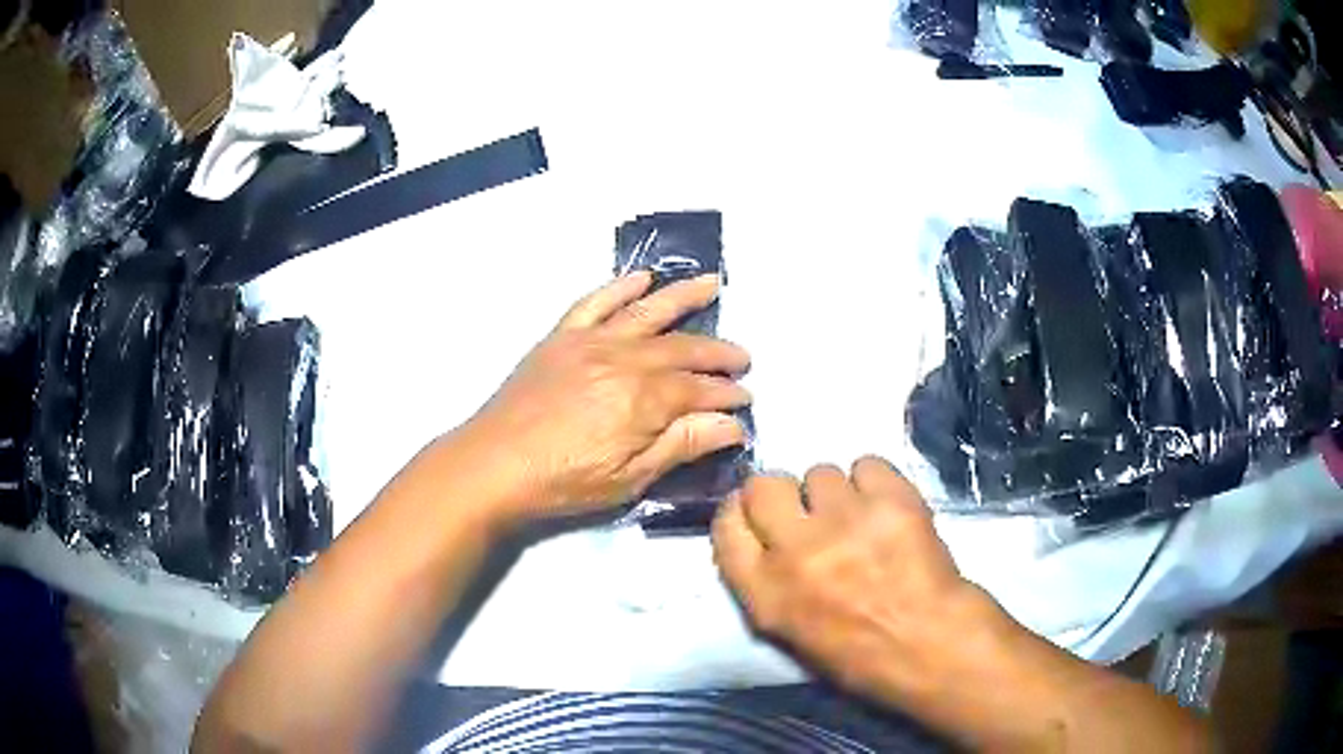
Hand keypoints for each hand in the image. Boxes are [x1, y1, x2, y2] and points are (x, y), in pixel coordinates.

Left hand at [458, 271, 751, 522]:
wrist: (493, 464)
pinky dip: (620, 287)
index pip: (700, 389)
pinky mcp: (562, 336)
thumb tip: (733, 424)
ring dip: (683, 296)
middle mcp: (624, 358)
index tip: (747, 398)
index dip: (727, 394)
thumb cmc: (564, 482)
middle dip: (718, 352)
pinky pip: (596, 301)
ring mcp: (591, 341)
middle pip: (682, 348)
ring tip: (712, 283)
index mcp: (644, 398)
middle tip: (743, 358)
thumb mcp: (630, 478)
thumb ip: (683, 444)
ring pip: (647, 311)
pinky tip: (642, 278)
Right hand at [712, 456, 1012, 704]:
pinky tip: (887, 508)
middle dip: (782, 493)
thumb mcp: (790, 632)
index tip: (756, 512)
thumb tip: (767, 539)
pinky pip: (867, 464)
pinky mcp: (890, 500)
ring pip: (821, 472)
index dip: (740, 512)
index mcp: (765, 592)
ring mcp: (845, 520)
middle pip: (764, 485)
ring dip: (836, 493)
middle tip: (809, 511)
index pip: (726, 525)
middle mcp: (796, 550)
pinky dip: (875, 482)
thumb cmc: (861, 655)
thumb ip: (767, 582)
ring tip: (860, 517)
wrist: (930, 645)